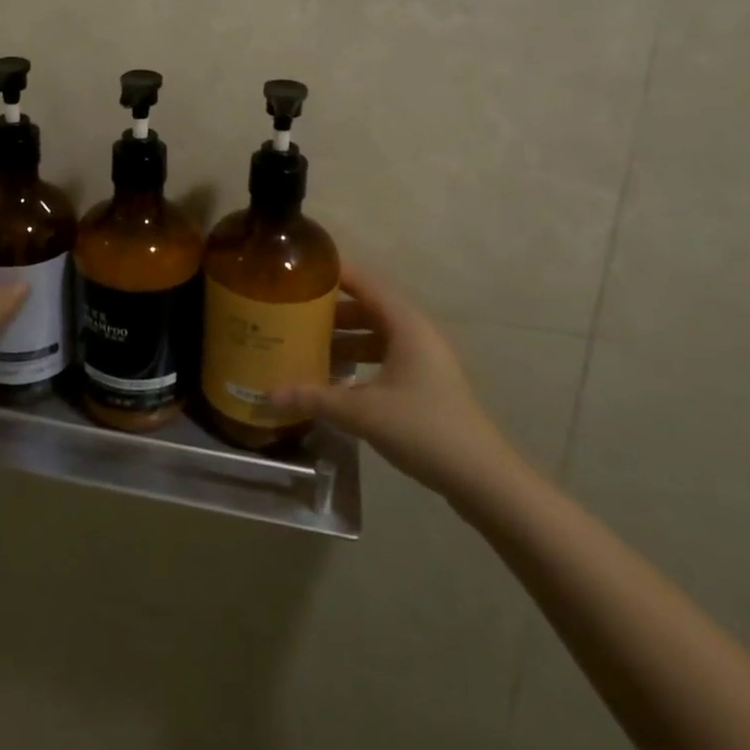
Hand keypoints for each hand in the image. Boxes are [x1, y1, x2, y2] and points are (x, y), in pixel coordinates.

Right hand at [271, 264, 518, 501]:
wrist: (482, 478)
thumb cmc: (423, 429)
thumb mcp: (362, 412)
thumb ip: (314, 398)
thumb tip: (268, 395)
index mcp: (405, 323)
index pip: (365, 282)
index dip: (333, 273)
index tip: (298, 270)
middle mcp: (416, 332)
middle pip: (368, 307)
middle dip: (331, 309)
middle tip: (292, 310)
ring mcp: (424, 358)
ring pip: (376, 334)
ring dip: (344, 337)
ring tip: (305, 343)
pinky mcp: (425, 382)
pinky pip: (384, 355)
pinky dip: (359, 359)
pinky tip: (333, 377)